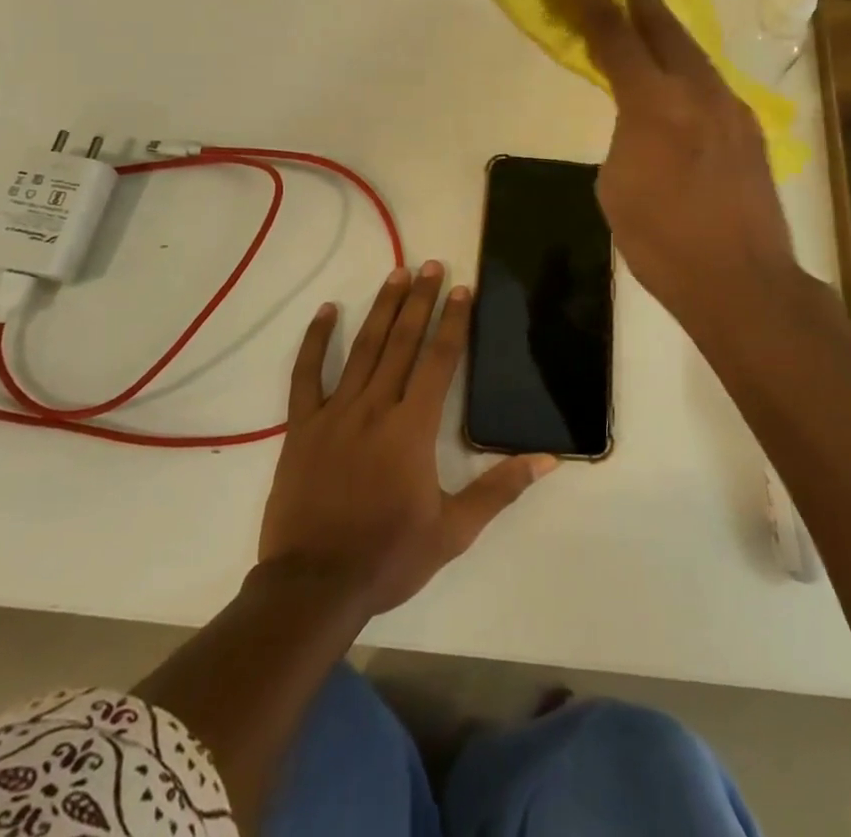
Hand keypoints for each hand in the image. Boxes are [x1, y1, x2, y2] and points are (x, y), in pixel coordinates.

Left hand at [258, 263, 556, 618]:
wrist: (314, 585)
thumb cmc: (388, 556)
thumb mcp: (453, 531)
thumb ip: (499, 489)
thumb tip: (547, 459)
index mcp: (413, 428)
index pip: (438, 361)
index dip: (453, 322)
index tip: (461, 289)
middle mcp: (376, 408)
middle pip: (403, 342)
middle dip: (420, 300)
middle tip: (431, 264)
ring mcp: (335, 413)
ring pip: (363, 348)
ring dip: (382, 309)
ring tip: (396, 273)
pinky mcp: (303, 426)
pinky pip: (307, 375)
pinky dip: (317, 341)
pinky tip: (328, 311)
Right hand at [557, 0, 800, 337]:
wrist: (741, 281)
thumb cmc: (661, 242)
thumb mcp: (616, 186)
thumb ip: (624, 138)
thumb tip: (640, 124)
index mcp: (652, 105)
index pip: (614, 38)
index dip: (591, 1)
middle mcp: (696, 93)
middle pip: (664, 29)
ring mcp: (730, 109)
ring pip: (694, 55)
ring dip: (669, 30)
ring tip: (653, 12)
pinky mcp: (750, 131)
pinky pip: (712, 85)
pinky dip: (690, 70)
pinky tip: (683, 79)